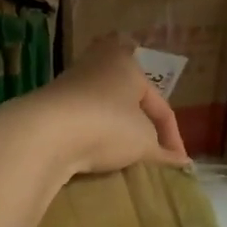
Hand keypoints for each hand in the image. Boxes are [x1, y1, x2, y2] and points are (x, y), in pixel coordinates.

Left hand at [11, 39, 190, 177]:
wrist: (46, 132)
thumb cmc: (107, 125)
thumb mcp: (143, 140)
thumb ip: (162, 150)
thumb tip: (180, 161)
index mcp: (128, 63)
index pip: (160, 105)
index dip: (172, 137)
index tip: (178, 163)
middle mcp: (100, 64)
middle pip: (130, 100)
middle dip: (142, 126)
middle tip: (152, 151)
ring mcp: (71, 83)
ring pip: (105, 109)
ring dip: (117, 131)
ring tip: (125, 156)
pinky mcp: (51, 104)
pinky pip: (83, 121)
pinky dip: (94, 135)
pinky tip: (97, 153)